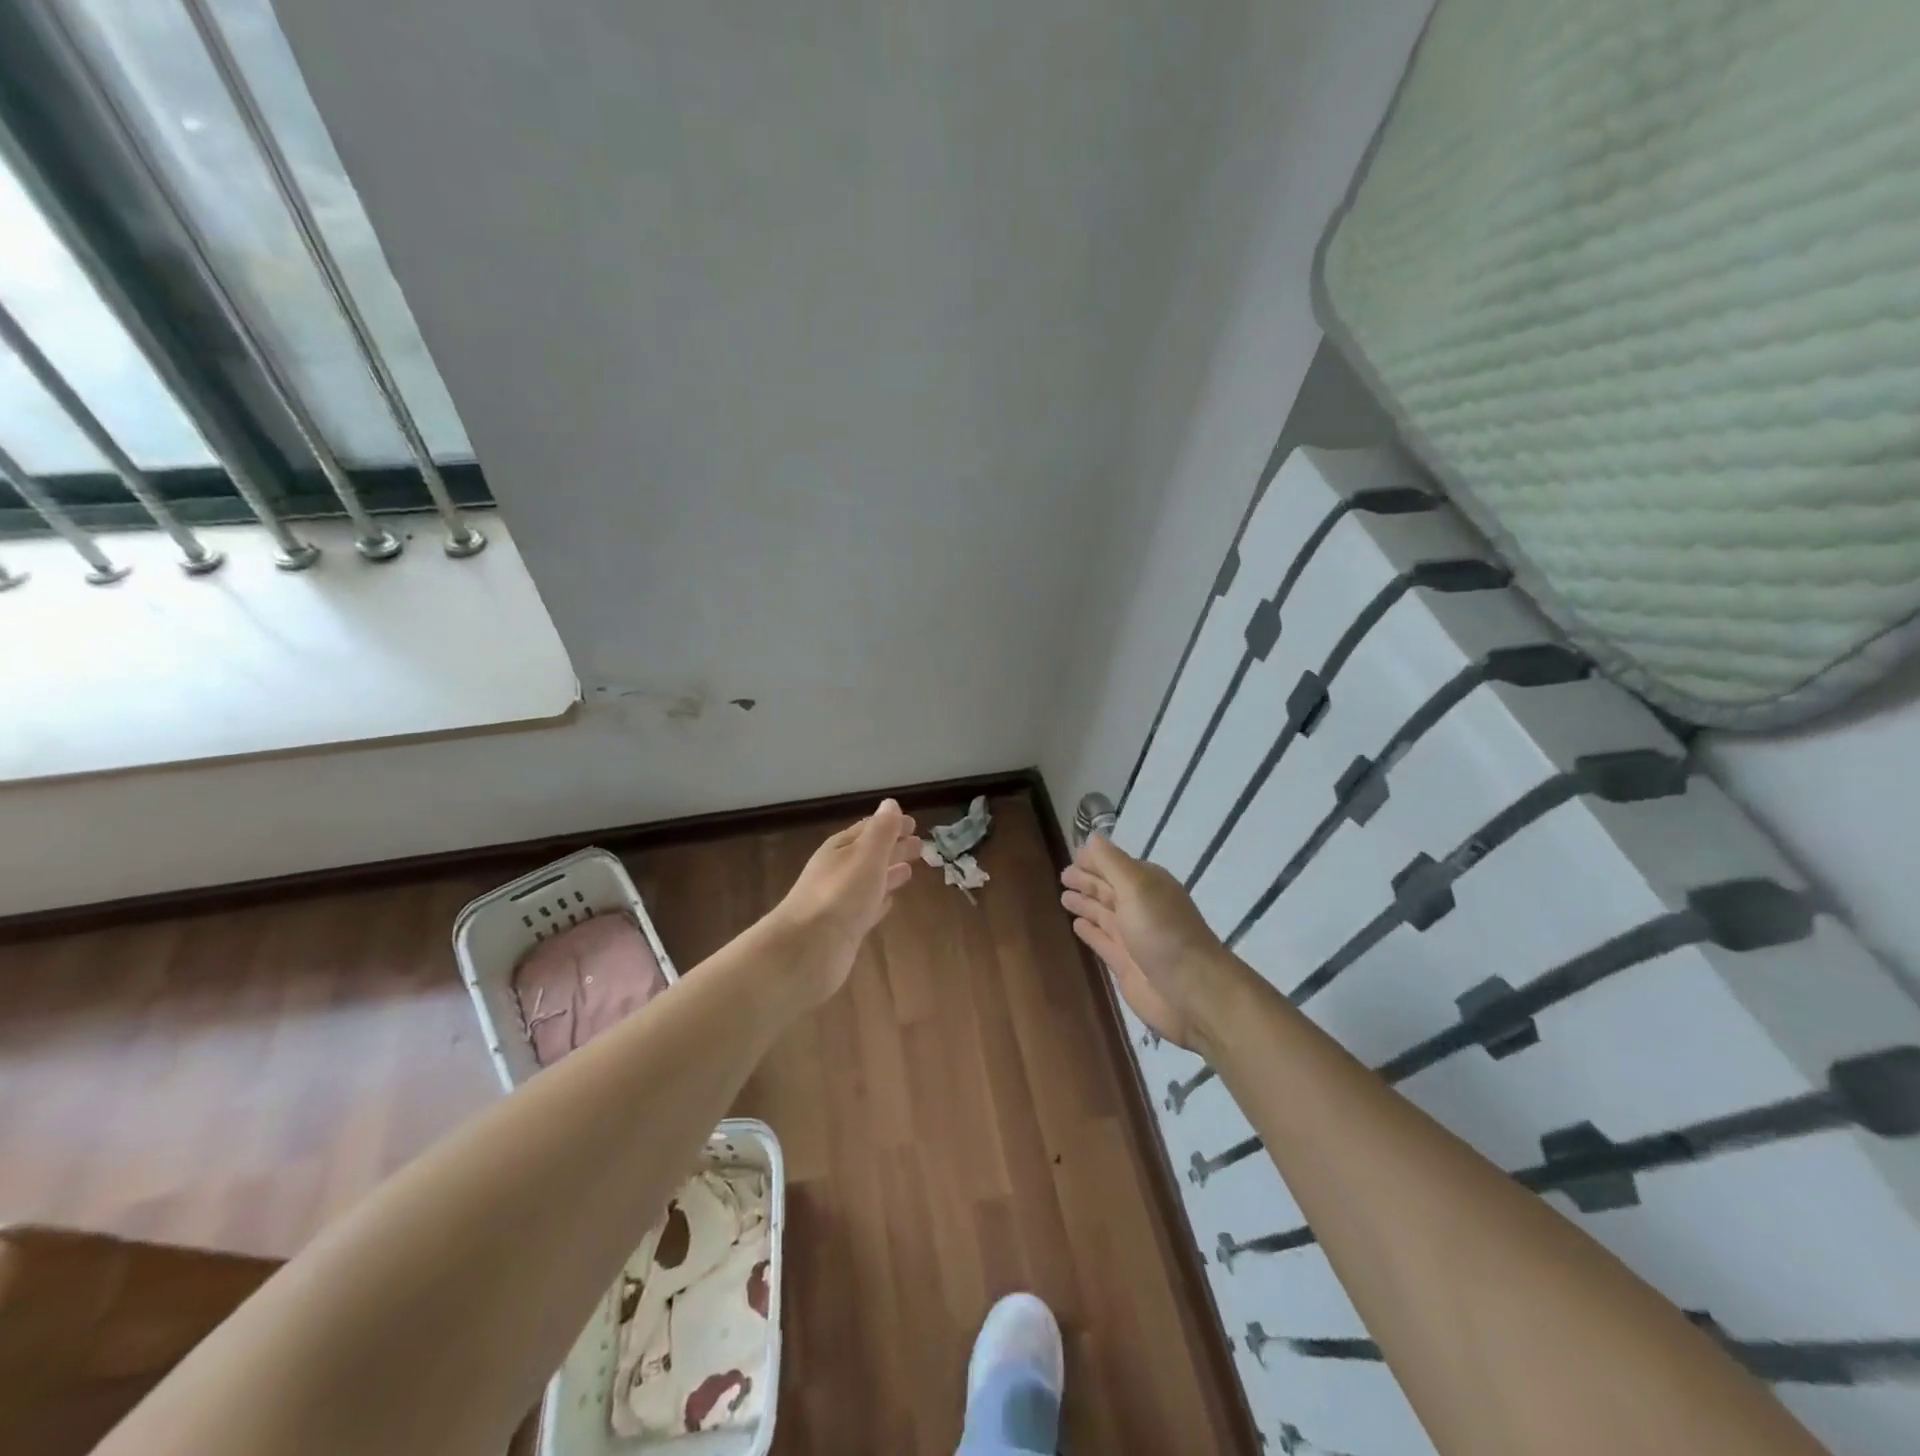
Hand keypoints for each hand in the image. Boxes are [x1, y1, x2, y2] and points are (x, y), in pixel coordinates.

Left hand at [771, 800, 920, 1004]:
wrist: (806, 950)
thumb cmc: (840, 895)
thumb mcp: (866, 855)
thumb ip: (881, 831)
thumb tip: (891, 804)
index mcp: (840, 849)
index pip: (868, 829)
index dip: (890, 825)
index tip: (914, 824)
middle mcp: (837, 871)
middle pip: (869, 854)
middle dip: (893, 848)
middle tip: (919, 846)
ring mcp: (839, 901)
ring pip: (869, 881)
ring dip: (888, 874)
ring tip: (909, 871)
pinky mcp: (843, 929)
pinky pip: (866, 908)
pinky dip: (879, 902)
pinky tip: (890, 902)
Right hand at [1061, 835, 1237, 1051]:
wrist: (1190, 991)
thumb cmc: (1162, 931)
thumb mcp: (1136, 887)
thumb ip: (1111, 863)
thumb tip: (1093, 837)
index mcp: (1147, 885)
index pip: (1115, 865)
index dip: (1094, 860)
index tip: (1072, 855)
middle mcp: (1140, 907)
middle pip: (1108, 888)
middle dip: (1087, 880)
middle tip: (1062, 875)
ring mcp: (1133, 937)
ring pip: (1103, 913)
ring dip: (1085, 903)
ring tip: (1063, 897)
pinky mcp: (1125, 963)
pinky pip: (1102, 940)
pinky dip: (1089, 931)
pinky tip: (1076, 925)